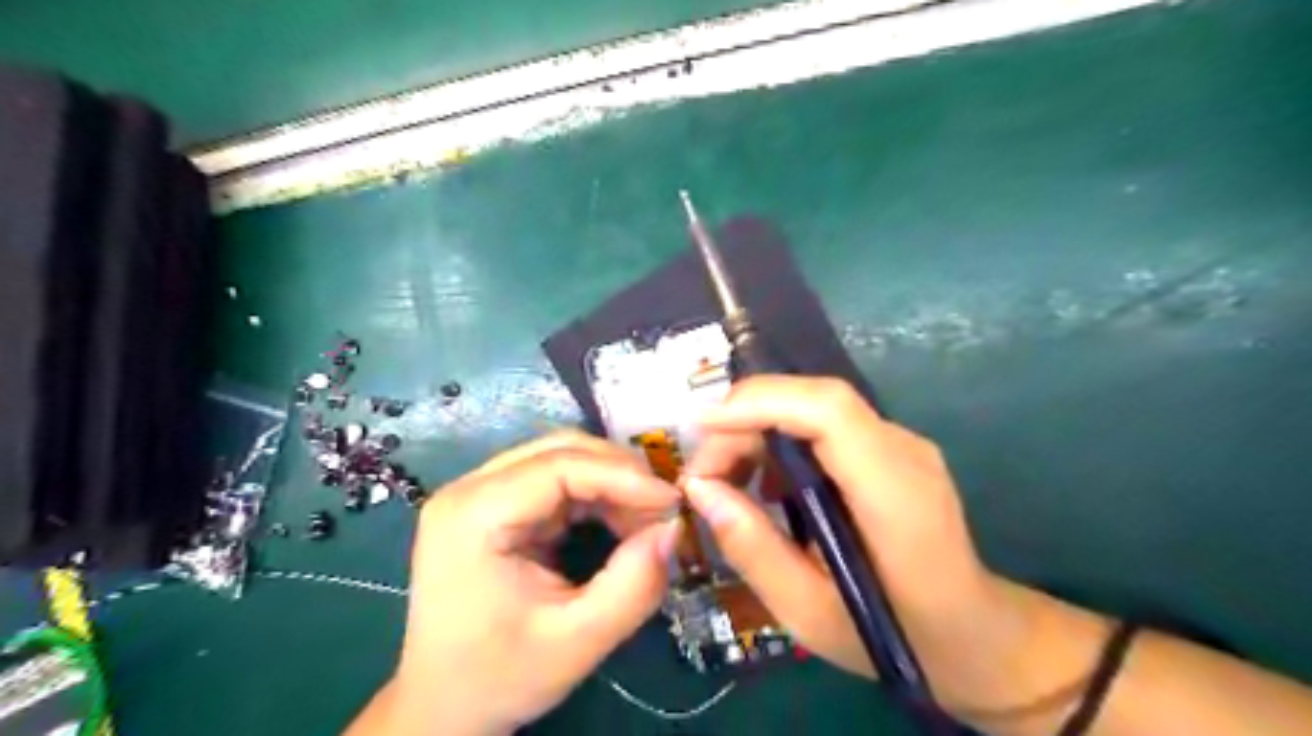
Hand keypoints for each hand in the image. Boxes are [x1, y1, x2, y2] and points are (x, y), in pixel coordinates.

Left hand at [378, 432, 676, 735]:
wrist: (442, 707)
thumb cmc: (500, 677)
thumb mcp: (577, 641)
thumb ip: (634, 585)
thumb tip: (673, 527)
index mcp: (473, 515)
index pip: (559, 466)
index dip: (623, 475)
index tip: (672, 499)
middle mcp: (470, 489)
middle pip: (560, 450)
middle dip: (620, 474)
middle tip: (663, 507)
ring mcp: (479, 493)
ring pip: (562, 459)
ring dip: (611, 483)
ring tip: (646, 520)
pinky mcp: (494, 505)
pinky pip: (556, 481)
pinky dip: (596, 496)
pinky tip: (619, 522)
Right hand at [682, 375, 1018, 709]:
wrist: (975, 633)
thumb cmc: (895, 636)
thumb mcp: (808, 612)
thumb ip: (752, 548)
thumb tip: (698, 487)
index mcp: (896, 495)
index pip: (829, 410)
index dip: (759, 403)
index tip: (700, 427)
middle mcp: (904, 450)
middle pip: (812, 401)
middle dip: (743, 422)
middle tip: (701, 474)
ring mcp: (900, 443)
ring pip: (812, 407)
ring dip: (756, 430)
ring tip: (722, 481)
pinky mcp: (888, 448)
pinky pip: (823, 426)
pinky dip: (778, 442)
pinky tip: (762, 486)